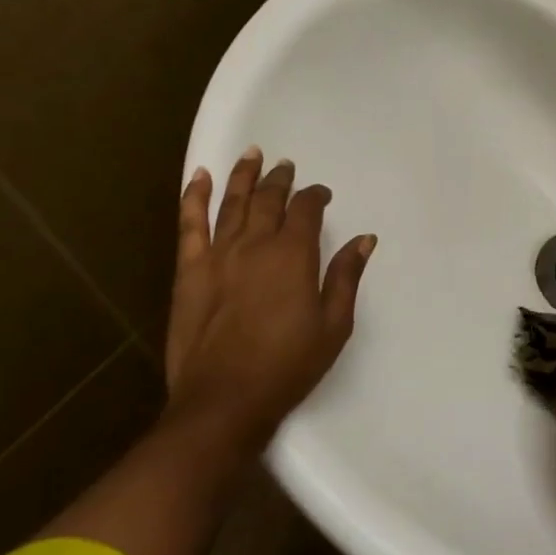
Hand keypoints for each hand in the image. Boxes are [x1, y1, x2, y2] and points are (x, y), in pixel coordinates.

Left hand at [164, 148, 375, 452]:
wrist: (224, 400)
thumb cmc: (288, 366)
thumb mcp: (333, 326)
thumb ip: (346, 277)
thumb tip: (365, 239)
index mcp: (294, 255)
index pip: (306, 210)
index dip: (315, 197)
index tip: (322, 195)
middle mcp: (256, 244)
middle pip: (269, 199)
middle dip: (280, 179)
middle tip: (286, 166)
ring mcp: (218, 254)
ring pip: (232, 202)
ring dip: (243, 175)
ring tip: (252, 154)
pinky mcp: (189, 270)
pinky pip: (190, 223)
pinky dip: (194, 197)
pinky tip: (199, 177)